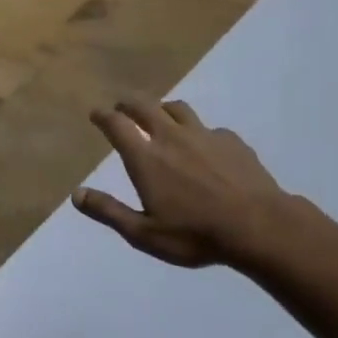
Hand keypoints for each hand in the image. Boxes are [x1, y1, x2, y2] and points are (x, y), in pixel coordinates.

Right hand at [73, 98, 291, 269]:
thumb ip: (109, 211)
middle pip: (145, 106)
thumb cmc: (195, 234)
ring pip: (177, 108)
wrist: (260, 227)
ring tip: (159, 116)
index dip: (103, 116)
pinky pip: (208, 127)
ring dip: (162, 108)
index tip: (96, 114)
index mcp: (146, 158)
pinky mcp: (232, 141)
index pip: (117, 125)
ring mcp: (205, 135)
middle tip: (121, 107)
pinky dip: (196, 131)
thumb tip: (77, 194)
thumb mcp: (143, 233)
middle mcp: (171, 137)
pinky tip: (203, 145)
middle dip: (128, 103)